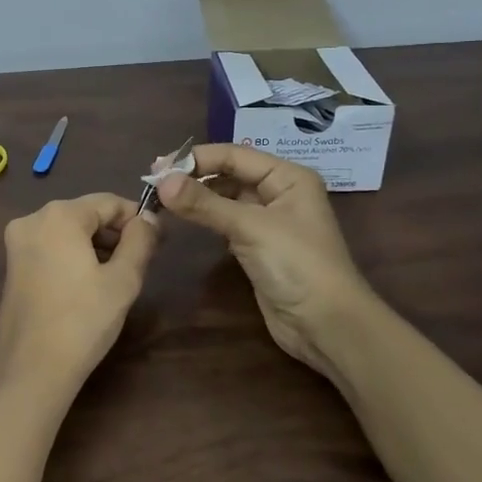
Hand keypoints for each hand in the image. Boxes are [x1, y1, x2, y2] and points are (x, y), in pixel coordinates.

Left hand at [0, 194, 159, 404]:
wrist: (31, 370)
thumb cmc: (83, 321)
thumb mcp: (123, 280)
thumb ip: (140, 241)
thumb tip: (149, 219)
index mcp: (59, 215)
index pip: (108, 202)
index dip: (137, 218)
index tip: (159, 240)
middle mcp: (32, 219)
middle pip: (86, 214)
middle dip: (115, 232)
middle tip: (142, 260)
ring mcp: (17, 243)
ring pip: (68, 231)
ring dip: (96, 245)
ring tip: (119, 276)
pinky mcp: (12, 265)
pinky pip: (51, 247)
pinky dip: (73, 256)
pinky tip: (90, 284)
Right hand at [153, 145, 371, 378]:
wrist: (327, 326)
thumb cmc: (297, 265)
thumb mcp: (250, 228)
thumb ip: (204, 203)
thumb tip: (160, 182)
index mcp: (288, 177)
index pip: (235, 155)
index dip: (196, 158)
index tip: (158, 167)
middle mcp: (280, 193)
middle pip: (230, 173)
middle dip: (194, 175)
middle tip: (154, 181)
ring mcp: (269, 221)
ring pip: (226, 197)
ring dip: (197, 196)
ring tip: (162, 197)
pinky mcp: (258, 246)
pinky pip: (226, 221)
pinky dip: (205, 217)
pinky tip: (183, 217)